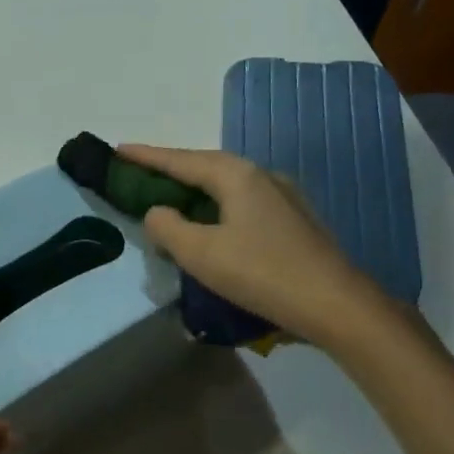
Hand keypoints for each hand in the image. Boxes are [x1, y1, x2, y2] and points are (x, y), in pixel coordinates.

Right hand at [118, 144, 391, 348]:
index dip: (147, 156)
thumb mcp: (200, 253)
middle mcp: (261, 175)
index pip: (181, 160)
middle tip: (139, 173)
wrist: (335, 304)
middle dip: (171, 169)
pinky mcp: (293, 220)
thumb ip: (168, 228)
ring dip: (195, 188)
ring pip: (226, 184)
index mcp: (236, 176)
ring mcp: (283, 196)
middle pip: (205, 165)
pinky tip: (212, 222)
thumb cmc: (262, 273)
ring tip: (170, 196)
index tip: (118, 149)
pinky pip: (242, 202)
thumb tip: (157, 212)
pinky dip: (216, 205)